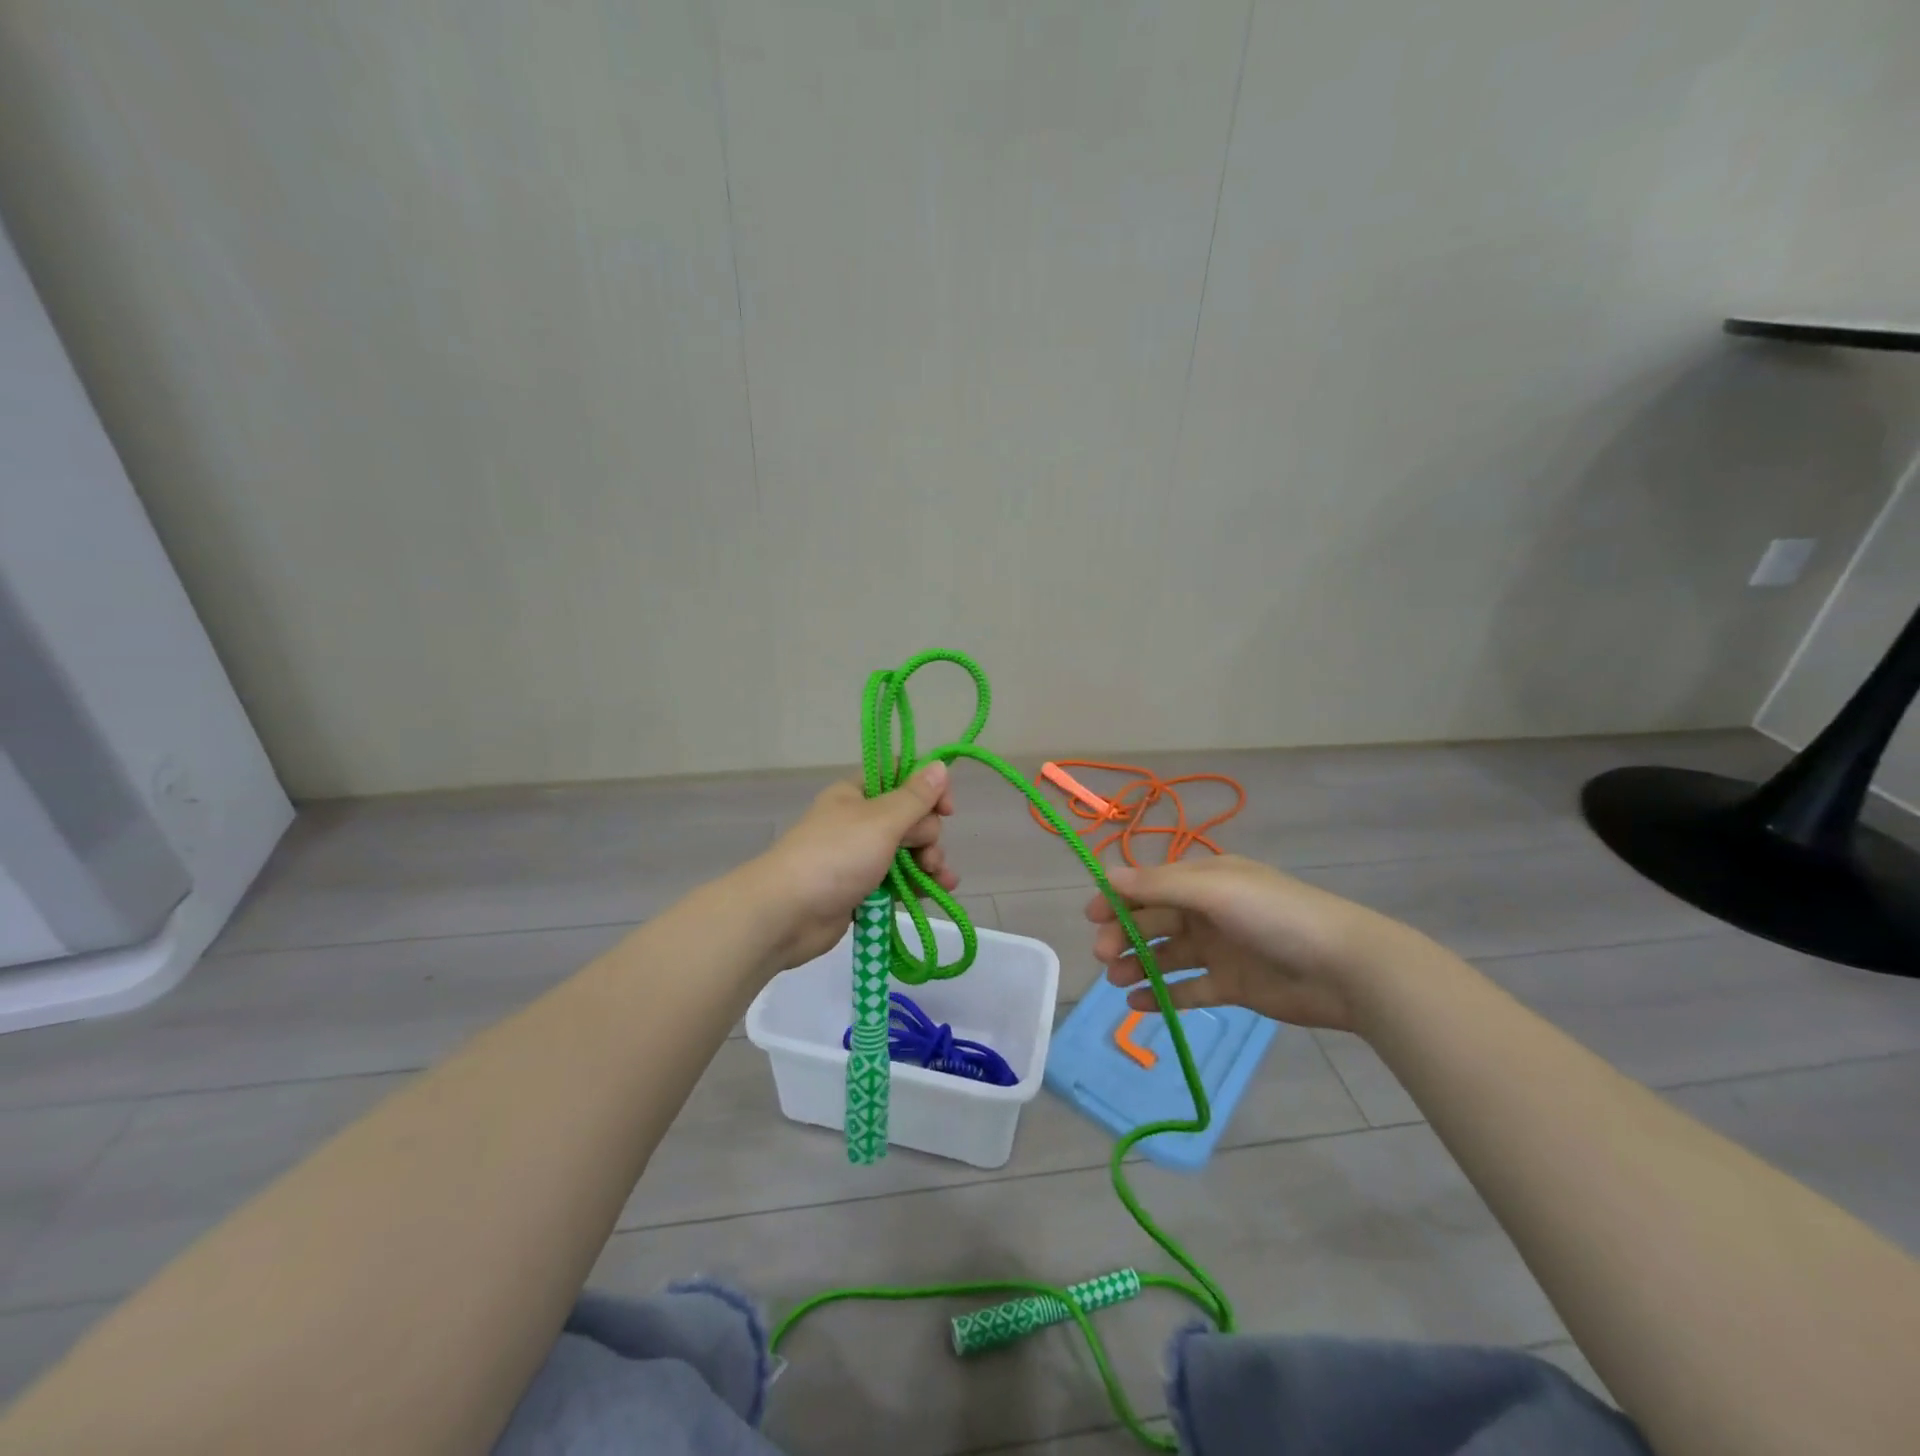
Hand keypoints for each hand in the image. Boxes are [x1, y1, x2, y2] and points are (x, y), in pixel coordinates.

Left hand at [745, 763, 956, 971]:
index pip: (901, 777)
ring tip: (936, 877)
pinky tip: (939, 891)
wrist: (786, 914)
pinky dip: (918, 884)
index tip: (946, 809)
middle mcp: (860, 821)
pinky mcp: (862, 890)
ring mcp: (860, 857)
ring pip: (908, 852)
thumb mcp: (881, 820)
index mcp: (857, 794)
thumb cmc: (835, 856)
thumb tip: (939, 765)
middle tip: (923, 852)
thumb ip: (915, 797)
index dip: (928, 789)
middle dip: (928, 834)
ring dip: (929, 861)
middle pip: (910, 817)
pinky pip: (898, 881)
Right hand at [1087, 854, 1413, 1031]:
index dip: (1119, 899)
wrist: (1345, 968)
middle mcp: (1210, 910)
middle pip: (1155, 921)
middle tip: (1105, 957)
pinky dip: (1163, 995)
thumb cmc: (1275, 916)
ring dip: (1139, 965)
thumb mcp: (1215, 890)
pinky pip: (1189, 988)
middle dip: (1125, 935)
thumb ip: (1159, 885)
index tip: (1090, 918)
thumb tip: (1107, 876)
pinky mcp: (1233, 986)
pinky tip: (1138, 1006)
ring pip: (1167, 955)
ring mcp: (1221, 949)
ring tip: (1117, 982)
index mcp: (1207, 879)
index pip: (1151, 885)